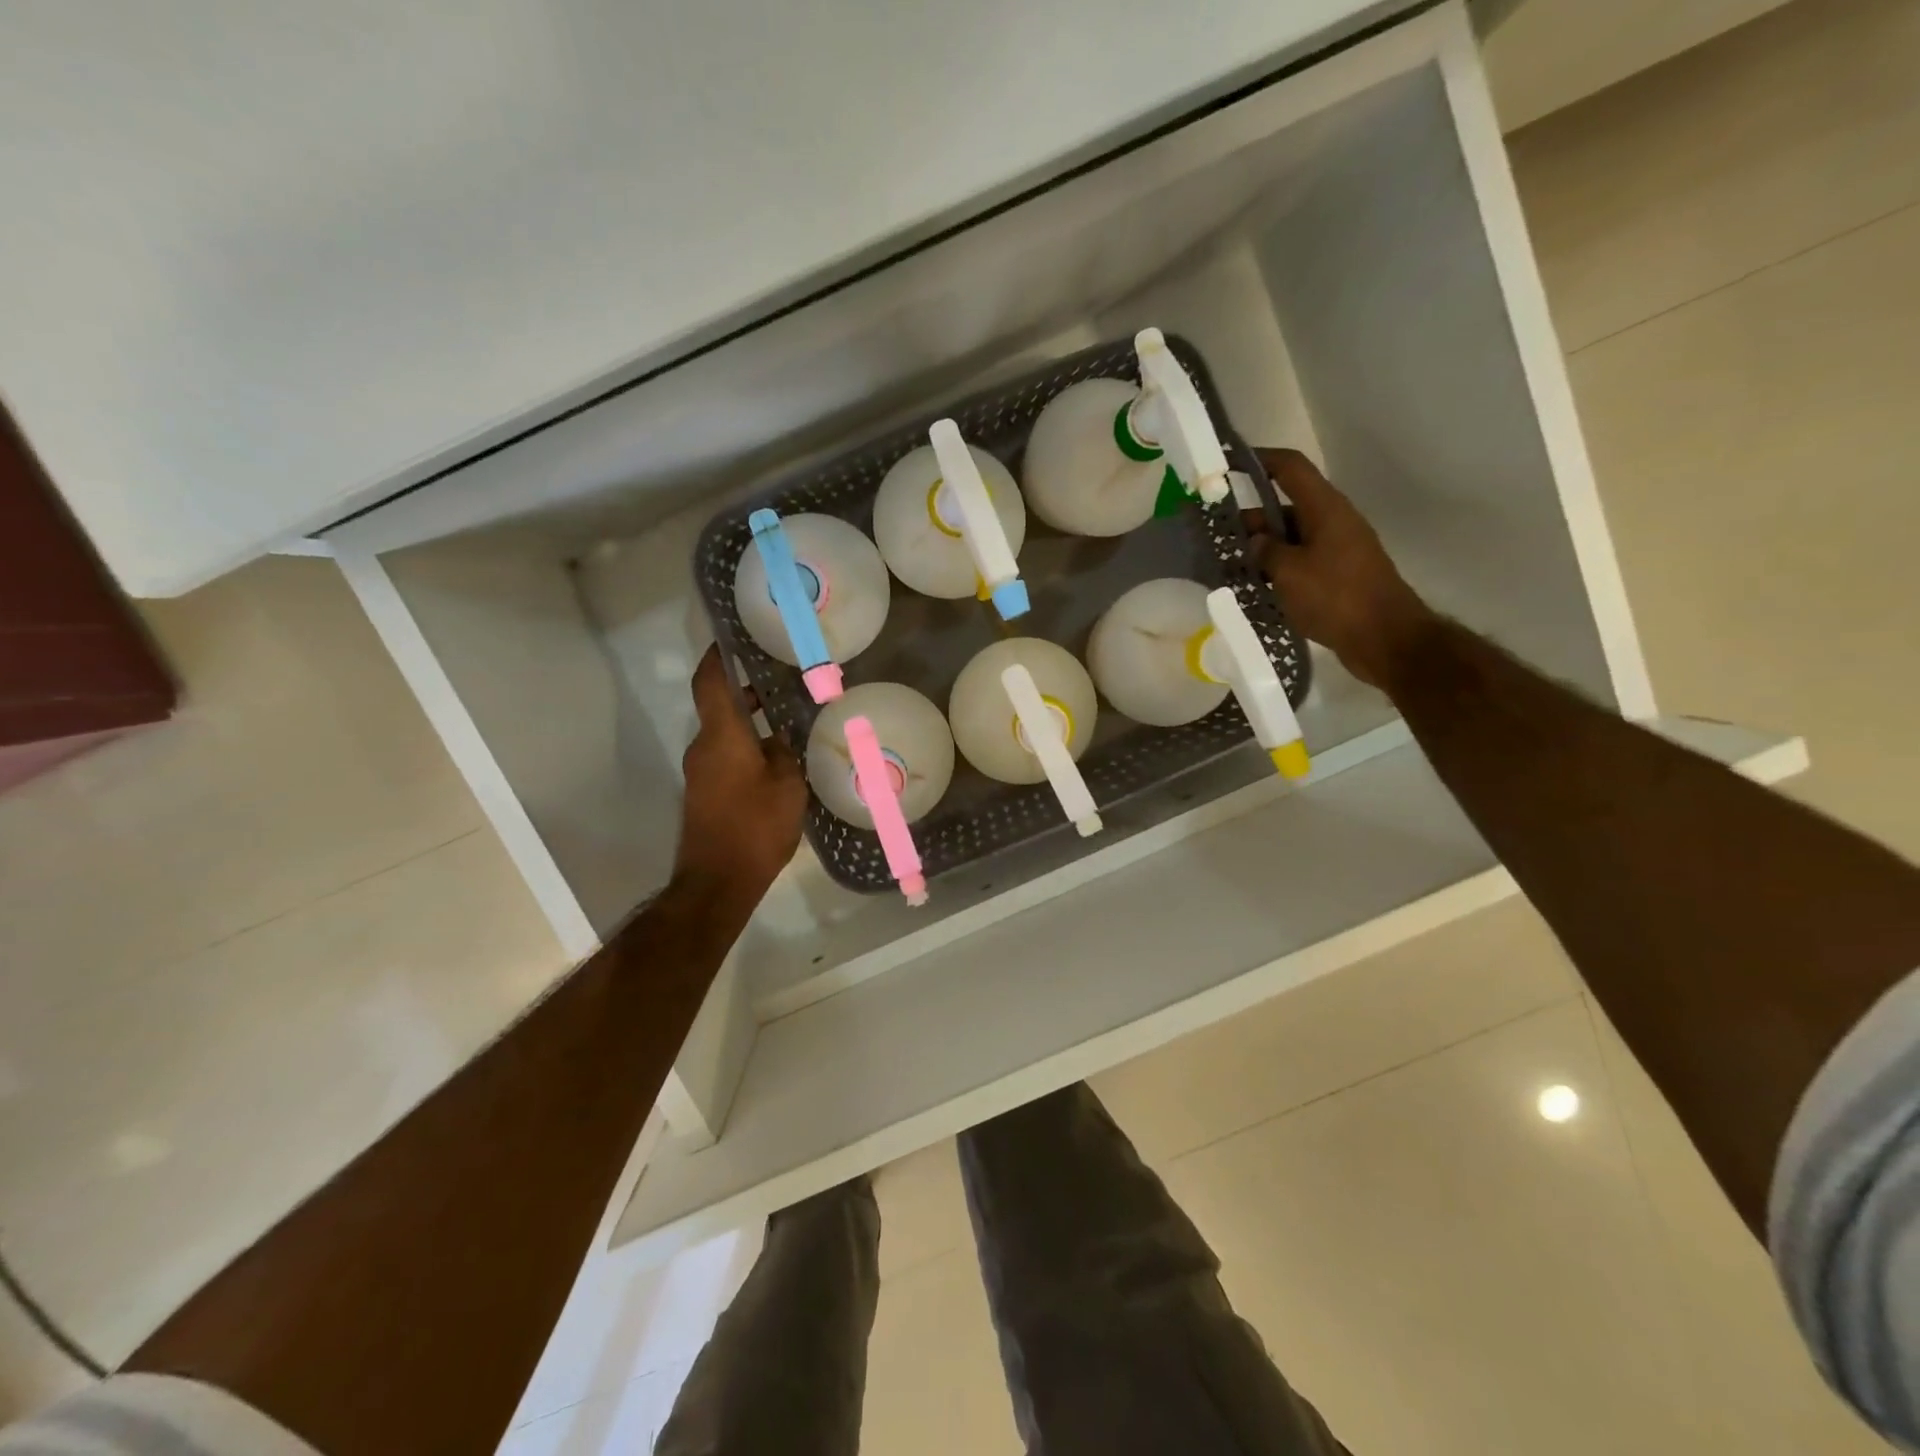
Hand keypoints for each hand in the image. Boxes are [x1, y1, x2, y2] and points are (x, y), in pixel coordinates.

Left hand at [676, 647, 807, 903]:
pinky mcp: (704, 795)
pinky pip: (725, 758)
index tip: (732, 640)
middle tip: (780, 683)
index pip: (710, 683)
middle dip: (745, 692)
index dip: (717, 657)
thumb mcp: (787, 785)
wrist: (717, 882)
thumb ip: (784, 753)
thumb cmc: (755, 826)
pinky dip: (745, 749)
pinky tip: (776, 762)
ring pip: (724, 735)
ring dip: (748, 724)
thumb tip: (777, 738)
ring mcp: (700, 773)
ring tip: (786, 723)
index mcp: (722, 736)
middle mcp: (704, 748)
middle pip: (719, 708)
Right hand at [1250, 449, 1438, 690]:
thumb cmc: (1336, 597)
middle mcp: (1332, 521)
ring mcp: (1336, 549)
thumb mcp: (1289, 572)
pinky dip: (1276, 568)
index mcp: (1324, 508)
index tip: (1228, 463)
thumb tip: (1255, 540)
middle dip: (1251, 517)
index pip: (1290, 468)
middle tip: (1215, 533)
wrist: (1384, 638)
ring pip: (1291, 537)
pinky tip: (1253, 586)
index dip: (1260, 459)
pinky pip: (1299, 561)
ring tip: (1227, 564)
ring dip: (1261, 547)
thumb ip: (1266, 551)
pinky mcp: (1336, 575)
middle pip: (1285, 506)